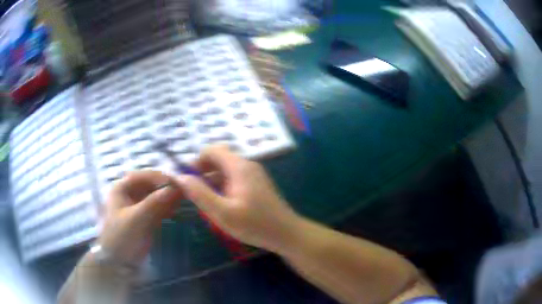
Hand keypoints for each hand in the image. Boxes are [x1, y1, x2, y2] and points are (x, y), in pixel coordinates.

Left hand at [99, 171, 183, 264]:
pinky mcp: (145, 217)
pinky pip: (159, 208)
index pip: (144, 175)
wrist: (119, 263)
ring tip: (186, 201)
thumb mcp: (137, 219)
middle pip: (152, 185)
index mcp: (122, 187)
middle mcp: (130, 193)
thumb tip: (177, 187)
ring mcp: (138, 206)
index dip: (161, 177)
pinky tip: (179, 210)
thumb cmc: (122, 238)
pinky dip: (168, 208)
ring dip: (170, 198)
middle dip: (167, 188)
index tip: (179, 183)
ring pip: (157, 196)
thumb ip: (155, 202)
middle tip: (186, 193)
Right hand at [174, 145, 300, 252]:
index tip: (188, 180)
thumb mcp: (222, 212)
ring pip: (226, 170)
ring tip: (206, 202)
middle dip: (203, 173)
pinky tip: (222, 205)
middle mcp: (247, 165)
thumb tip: (180, 177)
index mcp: (239, 167)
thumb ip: (200, 193)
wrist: (287, 234)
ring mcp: (254, 174)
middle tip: (195, 194)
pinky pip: (234, 179)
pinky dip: (223, 187)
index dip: (196, 161)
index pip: (212, 150)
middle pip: (219, 159)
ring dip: (212, 182)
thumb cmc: (255, 224)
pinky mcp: (257, 184)